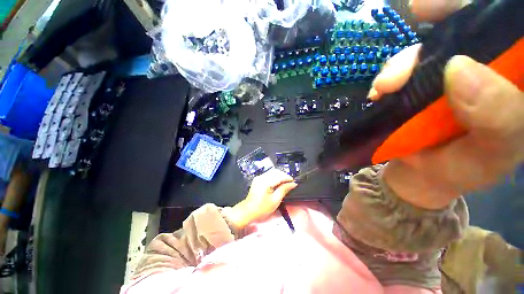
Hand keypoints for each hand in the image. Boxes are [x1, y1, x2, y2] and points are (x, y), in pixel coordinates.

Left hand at [229, 169, 297, 227]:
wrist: (248, 211)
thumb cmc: (262, 208)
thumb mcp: (275, 200)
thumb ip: (284, 189)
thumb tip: (293, 184)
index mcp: (266, 182)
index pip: (279, 176)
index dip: (288, 178)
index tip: (294, 182)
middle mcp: (262, 177)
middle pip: (276, 172)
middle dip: (284, 176)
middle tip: (291, 183)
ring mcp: (259, 177)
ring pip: (272, 172)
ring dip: (280, 176)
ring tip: (286, 183)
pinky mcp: (258, 179)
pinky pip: (268, 175)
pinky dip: (275, 177)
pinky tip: (278, 182)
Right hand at [369, 0, 523, 208]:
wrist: (423, 174)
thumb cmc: (465, 170)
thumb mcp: (490, 153)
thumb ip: (497, 117)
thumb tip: (459, 67)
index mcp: (513, 81)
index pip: (506, 33)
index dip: (481, 12)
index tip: (438, 9)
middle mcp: (482, 67)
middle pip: (463, 31)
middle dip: (432, 40)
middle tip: (404, 64)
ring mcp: (446, 73)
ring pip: (427, 48)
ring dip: (401, 64)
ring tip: (384, 88)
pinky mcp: (417, 83)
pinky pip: (403, 67)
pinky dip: (389, 75)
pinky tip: (380, 91)